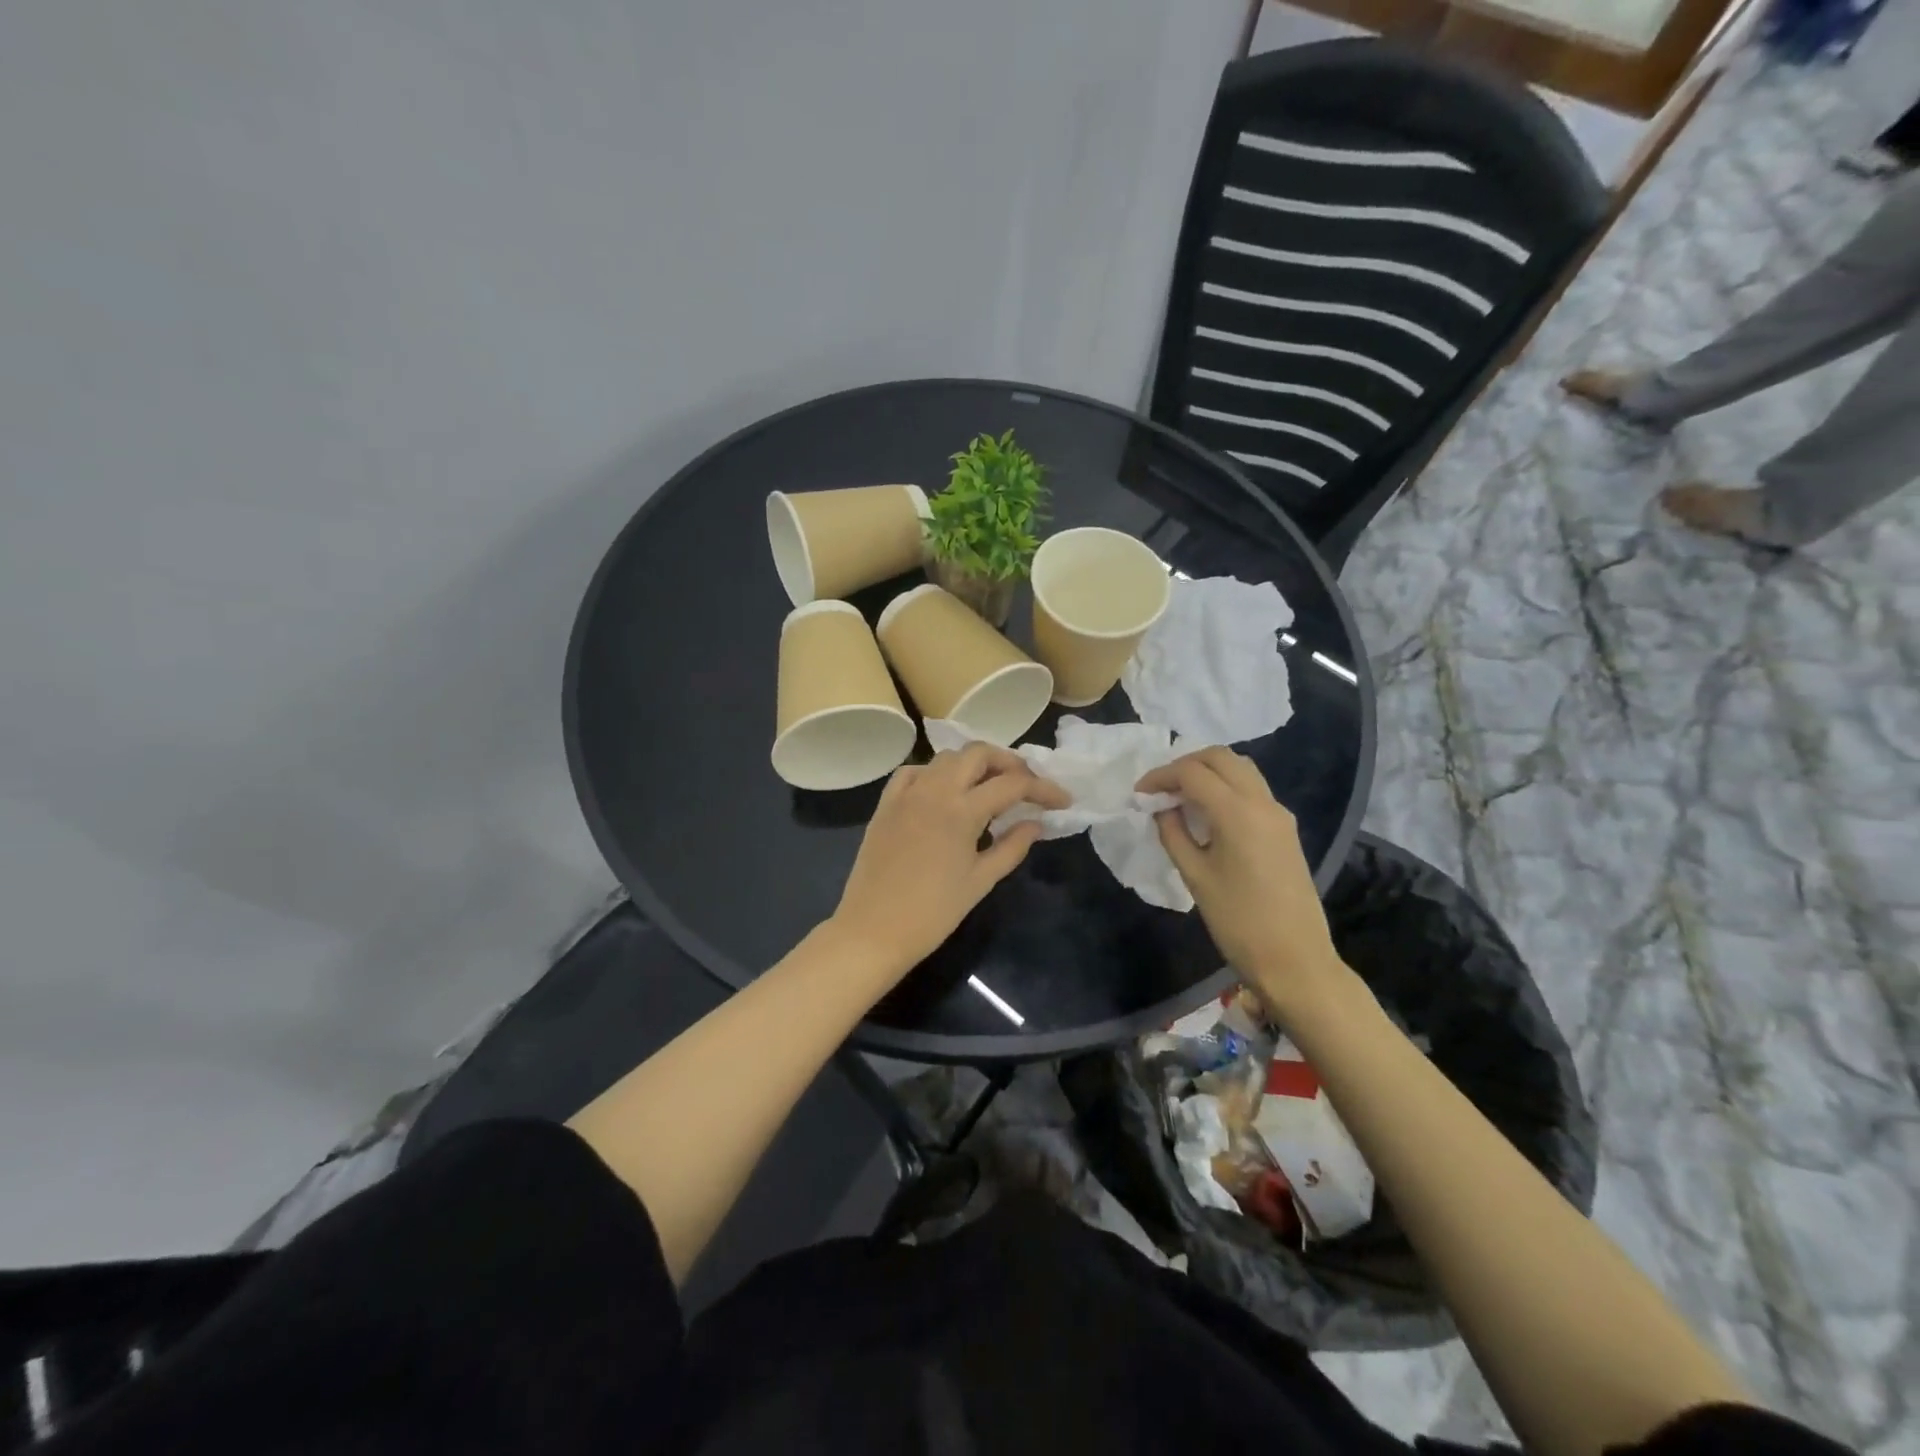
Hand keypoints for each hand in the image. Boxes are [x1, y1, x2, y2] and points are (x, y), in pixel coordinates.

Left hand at [831, 743, 1070, 971]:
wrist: (873, 930)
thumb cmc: (933, 912)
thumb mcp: (981, 881)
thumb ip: (1012, 847)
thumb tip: (1035, 823)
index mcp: (962, 809)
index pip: (1013, 784)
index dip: (1043, 789)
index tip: (1062, 801)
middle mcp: (934, 789)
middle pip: (978, 754)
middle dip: (1009, 763)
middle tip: (1026, 786)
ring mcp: (907, 793)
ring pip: (946, 758)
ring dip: (973, 764)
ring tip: (989, 787)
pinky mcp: (886, 803)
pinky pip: (914, 772)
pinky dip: (935, 773)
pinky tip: (944, 792)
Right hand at [1136, 747, 1342, 1011]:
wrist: (1295, 960)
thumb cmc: (1238, 921)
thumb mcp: (1194, 876)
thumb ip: (1173, 834)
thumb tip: (1161, 809)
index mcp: (1237, 812)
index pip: (1192, 772)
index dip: (1160, 776)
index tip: (1138, 793)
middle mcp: (1262, 802)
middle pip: (1221, 758)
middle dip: (1185, 764)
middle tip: (1160, 789)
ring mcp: (1278, 814)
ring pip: (1241, 768)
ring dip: (1208, 772)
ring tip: (1180, 796)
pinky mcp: (1285, 829)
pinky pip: (1252, 789)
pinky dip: (1225, 786)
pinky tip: (1206, 812)